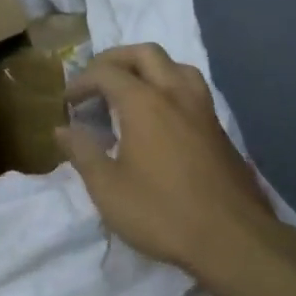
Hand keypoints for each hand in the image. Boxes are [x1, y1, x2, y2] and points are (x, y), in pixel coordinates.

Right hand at [57, 44, 295, 274]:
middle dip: (115, 60)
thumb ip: (82, 152)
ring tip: (132, 90)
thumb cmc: (161, 212)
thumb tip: (62, 130)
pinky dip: (169, 87)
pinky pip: (192, 89)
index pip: (106, 73)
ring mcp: (203, 110)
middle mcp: (175, 94)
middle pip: (145, 54)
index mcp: (144, 103)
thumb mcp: (107, 188)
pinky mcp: (219, 129)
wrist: (233, 240)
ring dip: (149, 68)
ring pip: (176, 66)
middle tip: (96, 81)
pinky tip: (161, 117)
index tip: (67, 102)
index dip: (82, 81)